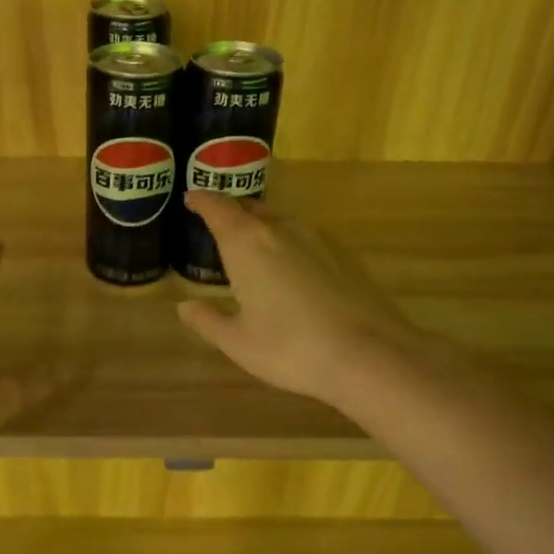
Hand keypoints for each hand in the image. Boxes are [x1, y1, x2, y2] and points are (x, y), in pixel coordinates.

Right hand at [175, 192, 432, 407]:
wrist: (368, 354)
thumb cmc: (289, 348)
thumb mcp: (237, 342)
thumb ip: (207, 320)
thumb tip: (185, 307)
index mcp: (247, 243)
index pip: (217, 207)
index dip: (202, 200)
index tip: (191, 198)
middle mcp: (282, 229)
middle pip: (251, 209)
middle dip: (232, 213)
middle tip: (218, 227)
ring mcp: (318, 239)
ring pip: (281, 221)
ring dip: (262, 228)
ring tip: (252, 250)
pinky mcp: (344, 255)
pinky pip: (305, 239)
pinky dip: (288, 245)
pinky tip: (290, 271)